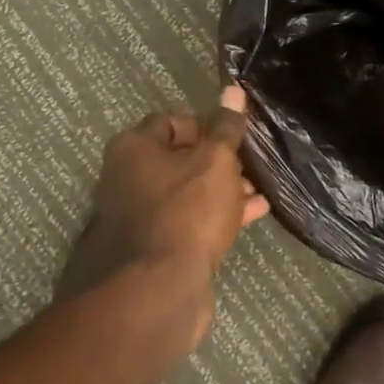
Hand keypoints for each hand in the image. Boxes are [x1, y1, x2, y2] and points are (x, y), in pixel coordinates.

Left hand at [88, 85, 269, 335]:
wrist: (156, 293)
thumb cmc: (186, 211)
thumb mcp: (216, 161)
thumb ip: (226, 127)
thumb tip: (232, 90)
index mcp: (133, 148)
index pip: (172, 121)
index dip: (207, 126)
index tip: (234, 139)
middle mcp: (126, 178)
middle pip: (180, 159)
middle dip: (219, 162)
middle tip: (249, 169)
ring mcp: (136, 218)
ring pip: (186, 193)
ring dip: (222, 190)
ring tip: (257, 193)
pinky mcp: (151, 250)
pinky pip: (187, 222)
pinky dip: (215, 216)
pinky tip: (251, 216)